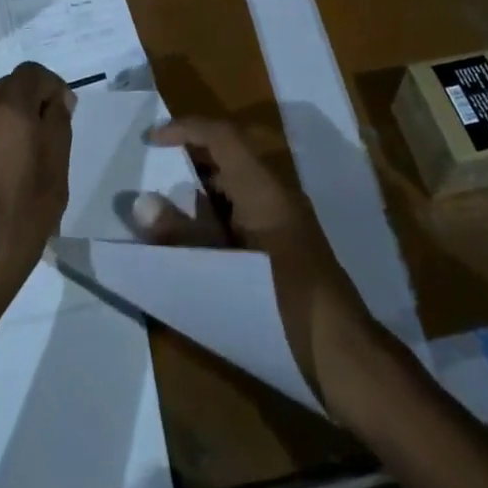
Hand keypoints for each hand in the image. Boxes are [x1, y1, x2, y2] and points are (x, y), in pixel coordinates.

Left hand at [0, 61, 75, 338]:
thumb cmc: (12, 234)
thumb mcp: (54, 183)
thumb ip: (58, 131)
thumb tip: (58, 102)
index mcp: (5, 112)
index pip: (32, 72)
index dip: (51, 87)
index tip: (62, 114)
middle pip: (3, 90)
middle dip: (25, 106)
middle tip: (41, 142)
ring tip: (12, 170)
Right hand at [131, 118, 380, 413]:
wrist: (344, 358)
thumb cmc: (282, 310)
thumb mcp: (222, 276)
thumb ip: (182, 237)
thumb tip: (143, 201)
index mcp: (264, 190)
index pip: (223, 136)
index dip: (186, 129)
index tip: (151, 139)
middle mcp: (277, 195)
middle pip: (231, 156)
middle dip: (191, 157)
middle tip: (152, 172)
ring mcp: (286, 221)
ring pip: (239, 186)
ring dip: (203, 189)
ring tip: (164, 208)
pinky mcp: (287, 246)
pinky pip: (246, 212)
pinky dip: (218, 215)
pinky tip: (196, 244)